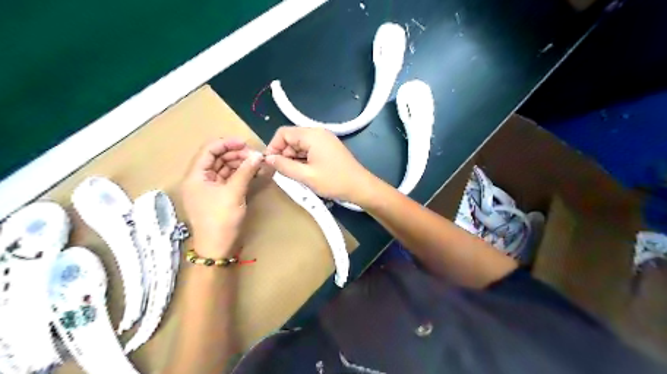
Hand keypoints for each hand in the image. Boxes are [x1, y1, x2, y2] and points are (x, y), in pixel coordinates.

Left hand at [181, 138, 266, 258]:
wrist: (218, 248)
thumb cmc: (221, 219)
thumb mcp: (233, 193)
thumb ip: (245, 171)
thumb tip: (258, 155)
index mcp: (195, 176)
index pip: (208, 150)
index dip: (226, 143)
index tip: (245, 143)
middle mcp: (200, 179)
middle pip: (217, 158)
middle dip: (235, 154)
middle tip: (254, 155)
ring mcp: (209, 188)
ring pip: (224, 168)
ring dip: (239, 164)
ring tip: (256, 163)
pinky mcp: (219, 196)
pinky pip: (228, 179)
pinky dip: (240, 174)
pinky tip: (252, 172)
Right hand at [263, 127, 373, 203]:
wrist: (361, 187)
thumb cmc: (334, 181)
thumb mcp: (306, 176)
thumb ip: (284, 166)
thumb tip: (268, 159)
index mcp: (312, 135)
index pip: (283, 133)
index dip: (273, 147)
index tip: (271, 163)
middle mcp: (318, 132)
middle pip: (292, 138)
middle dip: (284, 153)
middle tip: (283, 172)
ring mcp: (325, 139)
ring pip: (300, 144)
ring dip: (293, 157)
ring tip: (294, 174)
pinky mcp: (329, 147)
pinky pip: (310, 149)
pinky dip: (303, 158)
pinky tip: (304, 172)